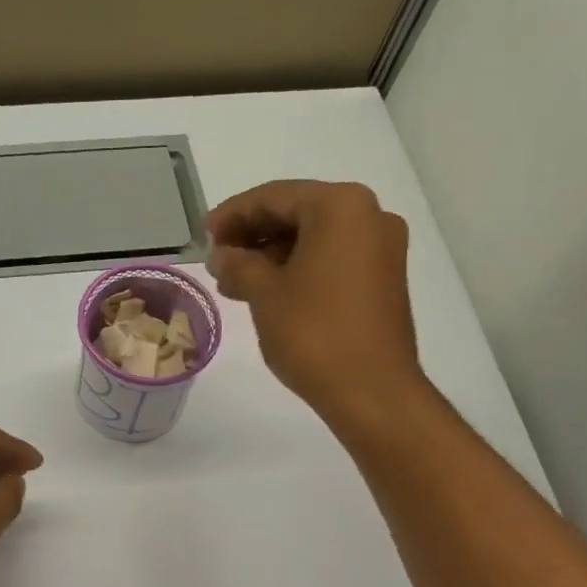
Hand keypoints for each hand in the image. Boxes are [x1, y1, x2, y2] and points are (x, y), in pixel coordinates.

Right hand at [205, 180, 428, 428]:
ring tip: (234, 283)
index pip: (274, 196)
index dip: (232, 214)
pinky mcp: (383, 278)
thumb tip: (223, 254)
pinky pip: (332, 258)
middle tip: (217, 261)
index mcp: (340, 207)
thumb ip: (238, 264)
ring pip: (314, 238)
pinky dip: (297, 268)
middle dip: (252, 235)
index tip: (203, 235)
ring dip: (271, 255)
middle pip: (297, 213)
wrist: (372, 390)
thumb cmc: (314, 334)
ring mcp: (381, 248)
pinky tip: (267, 292)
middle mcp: (369, 216)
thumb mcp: (264, 294)